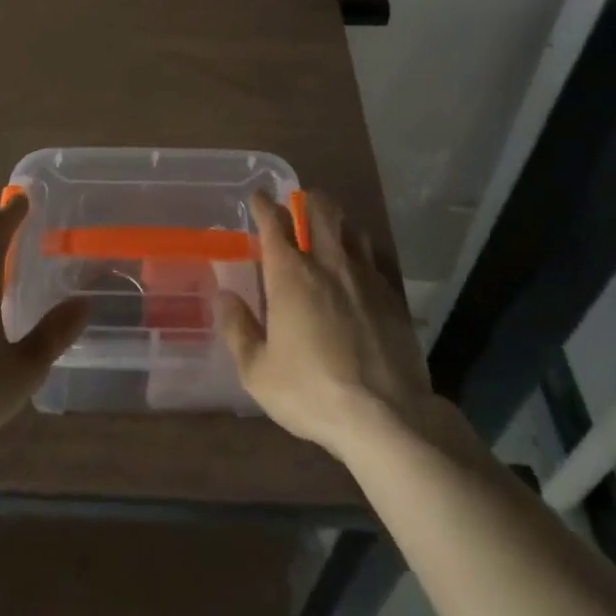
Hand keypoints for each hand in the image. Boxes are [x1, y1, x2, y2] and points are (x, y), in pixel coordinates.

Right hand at [218, 190, 434, 456]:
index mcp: (290, 274)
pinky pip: (372, 259)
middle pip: (319, 211)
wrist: (387, 416)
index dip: (263, 205)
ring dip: (336, 222)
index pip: (273, 223)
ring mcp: (364, 276)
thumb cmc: (312, 392)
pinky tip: (357, 271)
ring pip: (350, 228)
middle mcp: (327, 263)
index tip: (258, 199)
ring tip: (328, 230)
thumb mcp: (258, 372)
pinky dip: (359, 254)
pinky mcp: (392, 295)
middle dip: (306, 200)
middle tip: (298, 203)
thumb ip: (238, 330)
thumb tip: (224, 296)